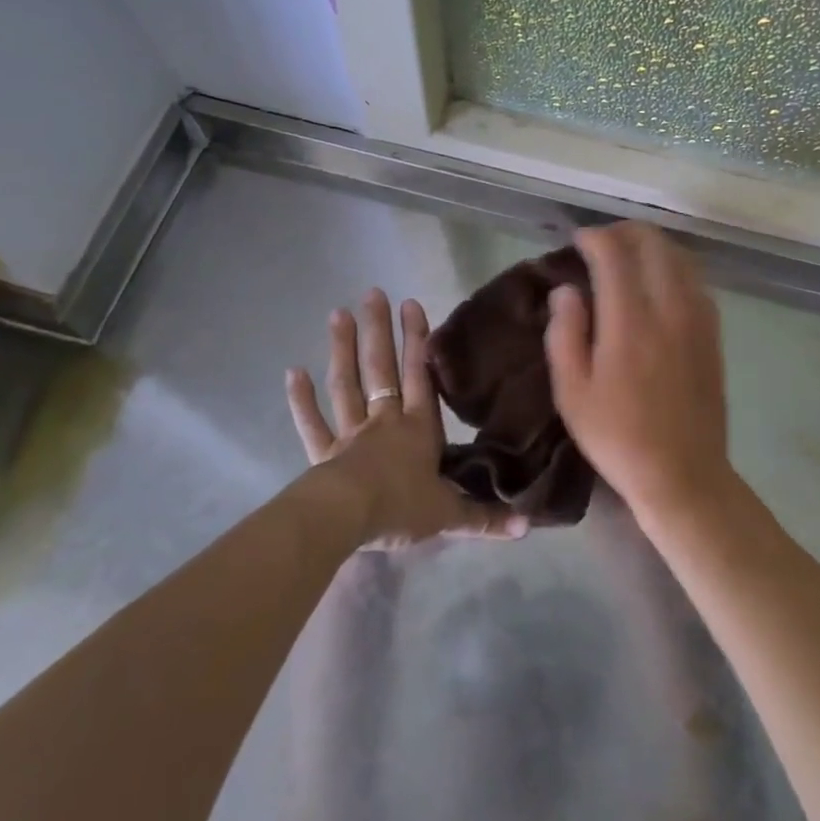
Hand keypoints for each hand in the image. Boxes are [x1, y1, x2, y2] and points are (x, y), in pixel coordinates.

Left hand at [287, 289, 527, 548]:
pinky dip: (301, 399)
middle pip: (382, 369)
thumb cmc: (401, 508)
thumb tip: (526, 527)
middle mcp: (384, 421)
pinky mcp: (323, 453)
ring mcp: (350, 434)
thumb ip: (485, 517)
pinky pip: (312, 422)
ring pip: (346, 385)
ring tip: (338, 313)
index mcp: (417, 429)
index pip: (421, 376)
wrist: (348, 519)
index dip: (418, 341)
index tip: (411, 304)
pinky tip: (292, 371)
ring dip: (342, 349)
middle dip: (379, 330)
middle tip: (373, 293)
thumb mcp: (449, 515)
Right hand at [544, 224, 734, 524]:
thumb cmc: (617, 436)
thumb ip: (564, 332)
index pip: (614, 253)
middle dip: (623, 232)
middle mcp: (669, 308)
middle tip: (599, 244)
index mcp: (630, 322)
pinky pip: (695, 278)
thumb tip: (567, 290)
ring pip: (679, 255)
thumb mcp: (572, 392)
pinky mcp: (713, 331)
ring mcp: (698, 317)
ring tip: (625, 258)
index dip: (593, 237)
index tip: (576, 242)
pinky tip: (656, 283)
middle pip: (652, 242)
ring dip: (650, 245)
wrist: (683, 474)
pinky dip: (672, 266)